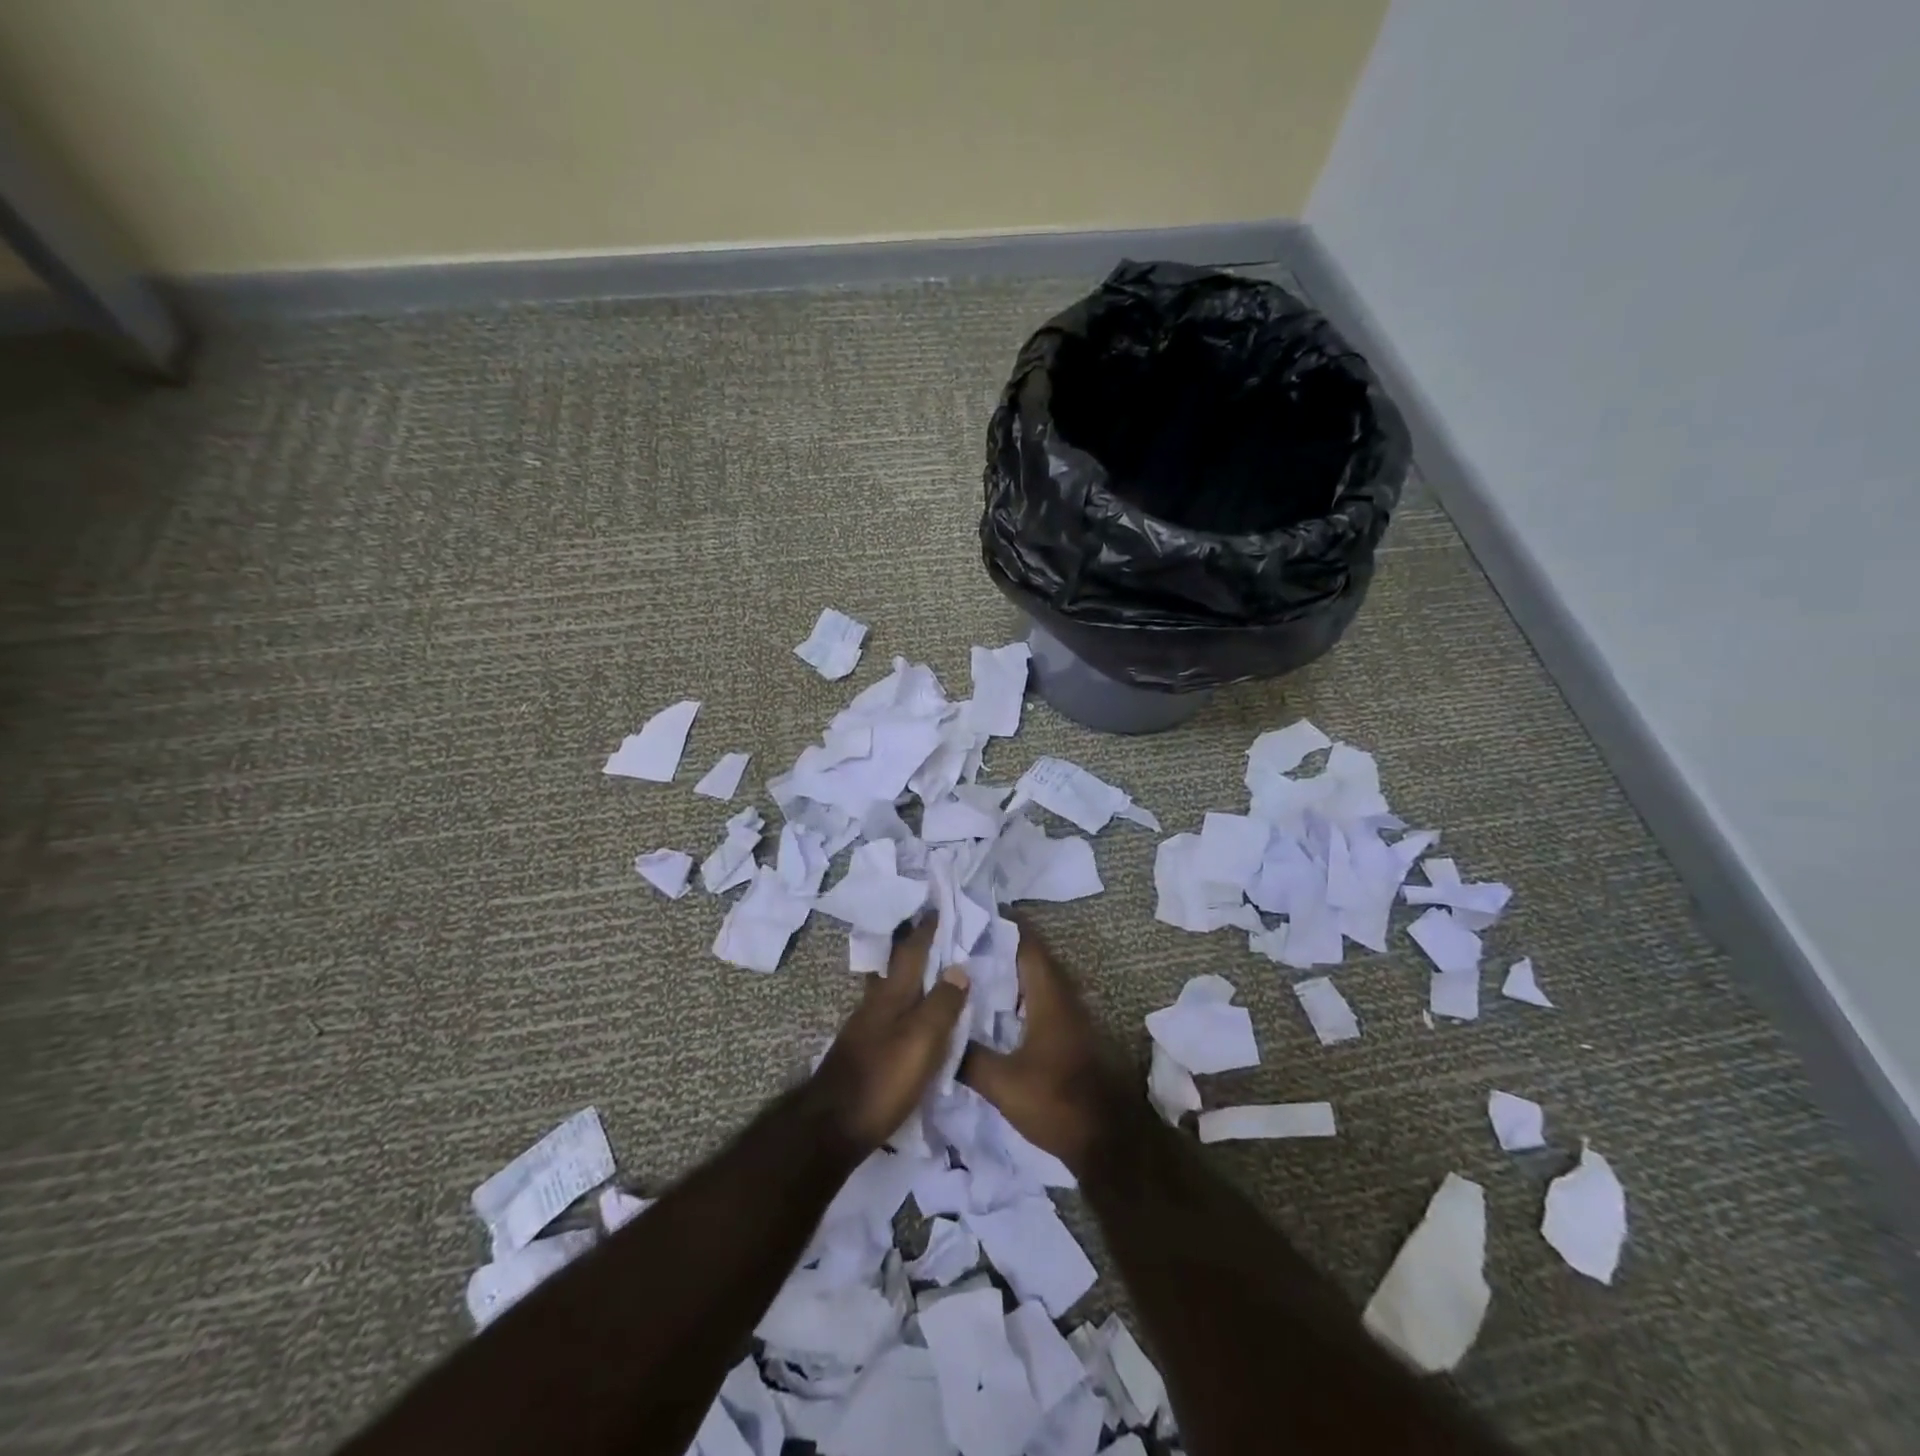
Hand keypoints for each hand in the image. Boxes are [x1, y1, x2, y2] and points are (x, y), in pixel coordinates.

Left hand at [811, 917, 969, 1150]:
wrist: (830, 1128)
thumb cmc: (882, 1080)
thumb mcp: (921, 1041)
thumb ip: (942, 1005)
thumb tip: (959, 969)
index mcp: (891, 996)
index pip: (911, 952)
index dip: (926, 930)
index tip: (938, 907)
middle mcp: (875, 1005)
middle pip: (897, 968)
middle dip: (914, 949)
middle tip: (936, 934)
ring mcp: (865, 1029)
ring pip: (892, 991)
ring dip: (910, 977)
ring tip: (932, 974)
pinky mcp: (863, 1052)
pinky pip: (890, 1015)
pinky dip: (906, 1006)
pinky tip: (914, 1019)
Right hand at [959, 916, 1130, 1174]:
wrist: (1108, 1141)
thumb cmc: (1056, 1103)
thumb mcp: (1003, 1084)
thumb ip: (968, 1057)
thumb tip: (936, 1035)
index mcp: (1049, 996)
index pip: (1027, 944)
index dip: (1002, 925)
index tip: (971, 914)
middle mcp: (1064, 997)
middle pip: (1032, 957)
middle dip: (1000, 945)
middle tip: (962, 941)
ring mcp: (1071, 1016)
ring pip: (1038, 979)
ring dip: (1011, 970)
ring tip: (973, 968)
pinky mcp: (1072, 1035)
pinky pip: (1042, 999)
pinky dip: (1019, 993)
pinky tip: (995, 1008)